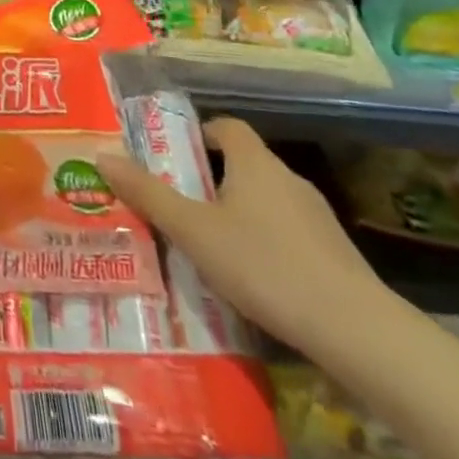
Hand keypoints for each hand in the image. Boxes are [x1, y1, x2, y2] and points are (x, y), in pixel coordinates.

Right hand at [97, 118, 385, 356]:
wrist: (356, 331)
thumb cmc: (264, 265)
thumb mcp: (193, 230)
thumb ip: (148, 194)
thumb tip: (102, 156)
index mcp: (254, 162)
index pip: (226, 126)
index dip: (198, 134)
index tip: (172, 157)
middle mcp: (288, 179)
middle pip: (243, 164)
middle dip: (209, 180)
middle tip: (177, 205)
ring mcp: (317, 218)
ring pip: (265, 202)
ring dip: (237, 215)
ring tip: (207, 247)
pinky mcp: (334, 256)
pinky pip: (287, 235)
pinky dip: (264, 245)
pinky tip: (250, 279)